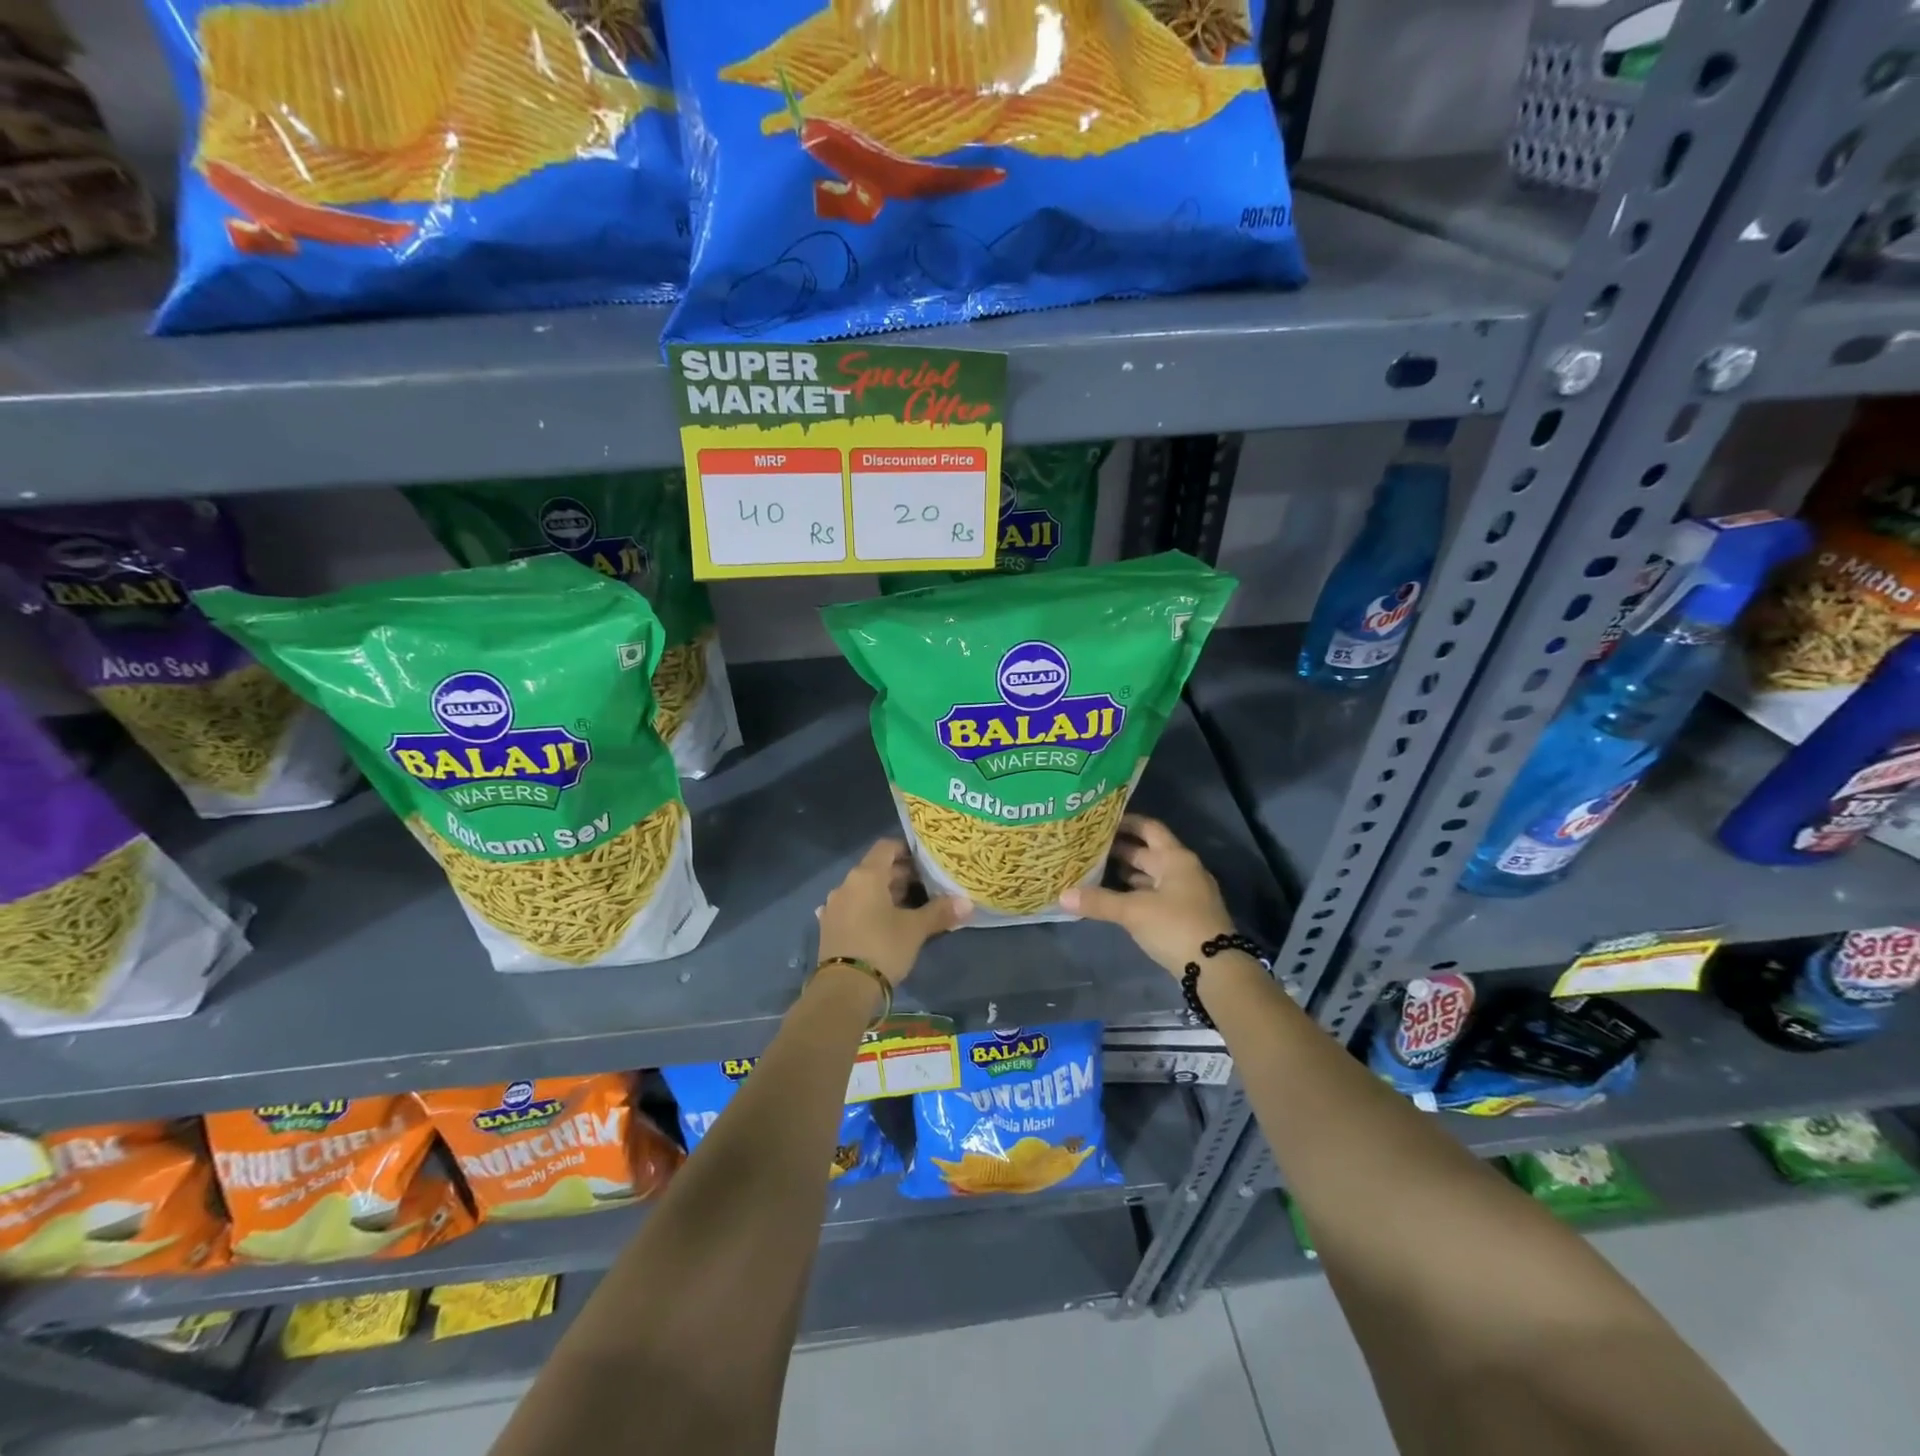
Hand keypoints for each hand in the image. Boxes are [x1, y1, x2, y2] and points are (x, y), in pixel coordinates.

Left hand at [816, 839, 970, 986]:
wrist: (843, 989)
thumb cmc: (882, 948)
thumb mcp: (915, 930)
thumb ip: (940, 912)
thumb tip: (967, 903)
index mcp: (866, 876)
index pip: (886, 847)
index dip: (906, 850)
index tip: (925, 861)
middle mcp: (845, 885)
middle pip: (875, 869)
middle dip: (900, 875)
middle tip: (925, 886)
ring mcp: (833, 907)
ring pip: (863, 890)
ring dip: (884, 894)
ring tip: (908, 907)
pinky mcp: (829, 928)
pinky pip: (852, 909)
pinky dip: (867, 910)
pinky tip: (880, 923)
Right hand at [1060, 815, 1233, 977]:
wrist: (1216, 968)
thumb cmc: (1175, 926)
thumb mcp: (1134, 911)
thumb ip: (1099, 901)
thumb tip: (1061, 895)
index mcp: (1175, 858)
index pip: (1149, 829)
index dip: (1126, 823)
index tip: (1099, 821)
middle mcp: (1183, 870)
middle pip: (1149, 852)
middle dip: (1120, 849)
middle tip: (1089, 846)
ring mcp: (1186, 893)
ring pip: (1152, 875)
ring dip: (1127, 872)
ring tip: (1095, 870)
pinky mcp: (1184, 915)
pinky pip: (1155, 894)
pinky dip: (1136, 892)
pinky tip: (1116, 898)